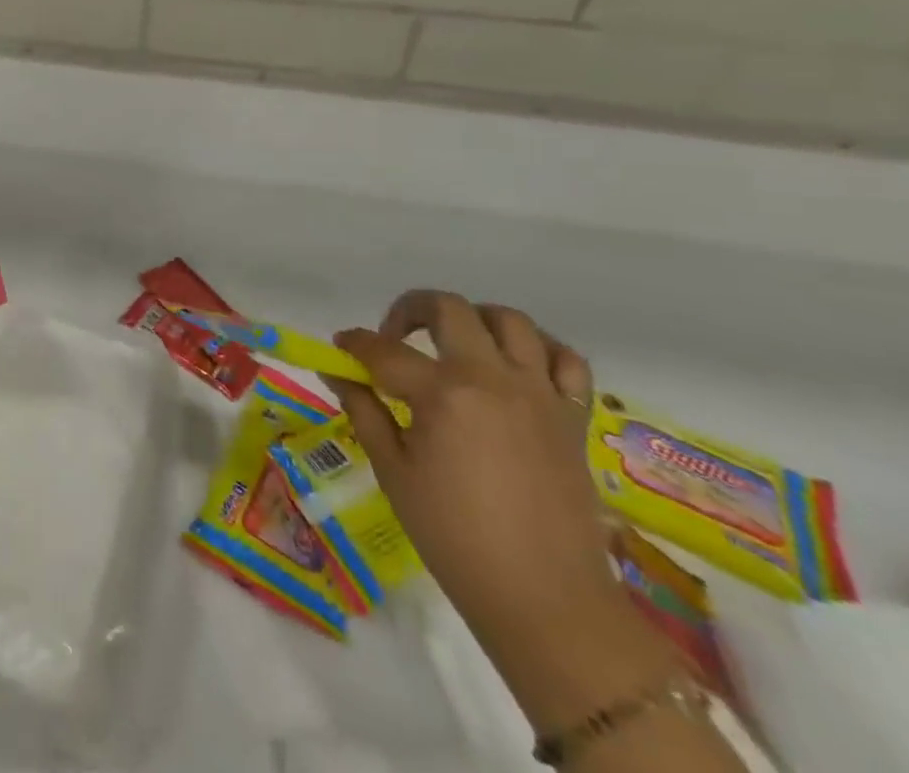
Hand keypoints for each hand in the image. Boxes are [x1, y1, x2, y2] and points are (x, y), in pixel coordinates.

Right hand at [330, 291, 616, 656]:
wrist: (546, 600)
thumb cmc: (453, 536)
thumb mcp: (393, 470)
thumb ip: (364, 409)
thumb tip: (337, 372)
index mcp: (443, 393)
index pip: (383, 349)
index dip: (354, 345)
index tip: (339, 351)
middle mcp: (493, 379)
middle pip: (448, 309)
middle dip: (409, 310)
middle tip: (393, 337)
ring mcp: (539, 394)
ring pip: (509, 320)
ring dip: (473, 321)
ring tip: (453, 344)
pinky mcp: (572, 417)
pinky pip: (565, 360)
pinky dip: (538, 350)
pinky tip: (513, 367)